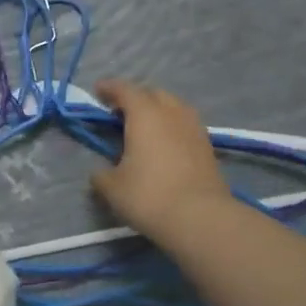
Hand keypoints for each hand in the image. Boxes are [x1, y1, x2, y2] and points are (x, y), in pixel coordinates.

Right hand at [90, 79, 228, 245]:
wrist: (200, 217)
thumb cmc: (148, 196)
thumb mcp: (111, 188)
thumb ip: (101, 174)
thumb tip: (100, 172)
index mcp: (145, 115)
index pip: (125, 90)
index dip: (110, 88)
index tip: (98, 91)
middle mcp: (172, 113)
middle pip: (153, 94)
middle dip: (135, 97)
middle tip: (120, 112)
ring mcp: (194, 128)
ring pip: (174, 107)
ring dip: (157, 110)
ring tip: (144, 126)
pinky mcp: (207, 147)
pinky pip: (185, 125)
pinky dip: (171, 127)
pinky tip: (164, 144)